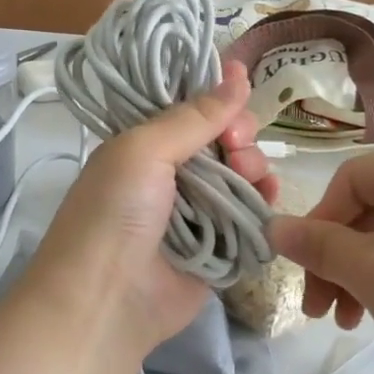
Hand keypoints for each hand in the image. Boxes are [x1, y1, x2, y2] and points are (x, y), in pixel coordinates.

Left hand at [26, 63, 276, 357]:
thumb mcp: (142, 150)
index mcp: (146, 147)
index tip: (241, 85)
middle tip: (238, 145)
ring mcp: (198, 213)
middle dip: (239, 134)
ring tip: (251, 176)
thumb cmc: (115, 213)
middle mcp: (172, 176)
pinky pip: (251, 216)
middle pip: (223, 141)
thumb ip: (192, 116)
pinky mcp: (220, 248)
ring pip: (242, 176)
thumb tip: (235, 73)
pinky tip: (267, 198)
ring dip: (254, 168)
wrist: (105, 300)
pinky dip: (263, 204)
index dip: (218, 97)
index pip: (192, 111)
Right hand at [267, 146, 373, 373]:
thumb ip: (315, 243)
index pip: (352, 178)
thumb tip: (271, 226)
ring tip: (346, 321)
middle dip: (338, 259)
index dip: (318, 222)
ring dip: (360, 275)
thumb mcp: (370, 270)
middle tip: (318, 309)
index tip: (302, 271)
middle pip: (373, 209)